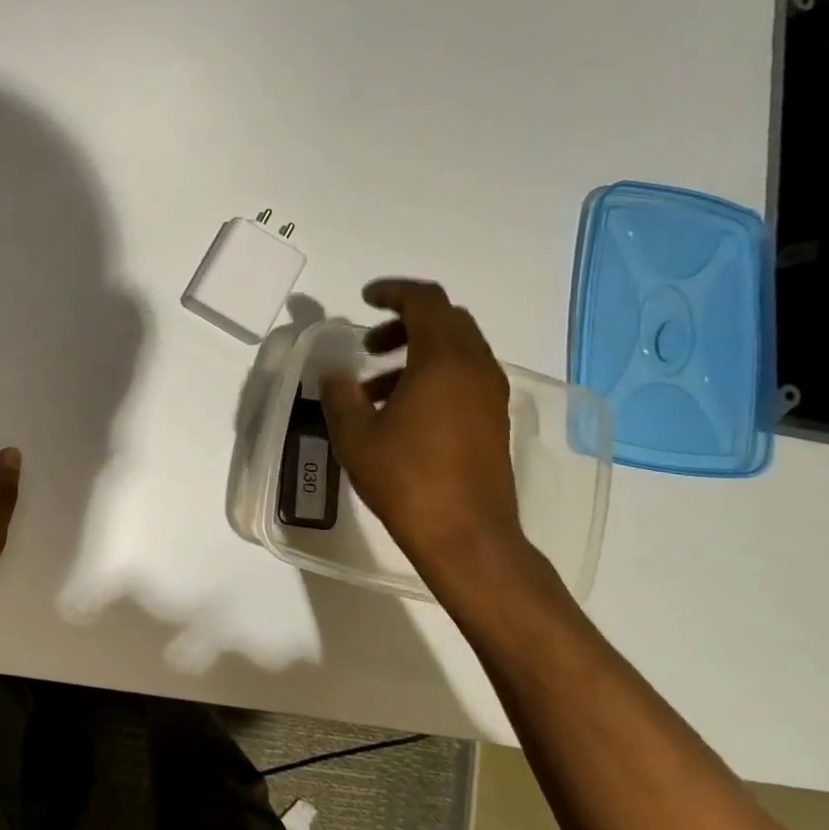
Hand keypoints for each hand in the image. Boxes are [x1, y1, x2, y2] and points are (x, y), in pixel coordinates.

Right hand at [319, 281, 526, 590]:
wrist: (467, 537)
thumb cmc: (407, 479)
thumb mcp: (355, 435)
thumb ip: (340, 395)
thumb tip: (335, 374)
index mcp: (443, 360)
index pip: (425, 301)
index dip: (393, 292)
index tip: (365, 299)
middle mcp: (475, 367)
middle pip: (445, 320)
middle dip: (404, 323)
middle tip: (369, 345)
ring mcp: (490, 394)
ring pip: (455, 350)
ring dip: (416, 352)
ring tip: (373, 387)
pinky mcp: (493, 420)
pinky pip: (463, 377)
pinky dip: (432, 376)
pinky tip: (400, 412)